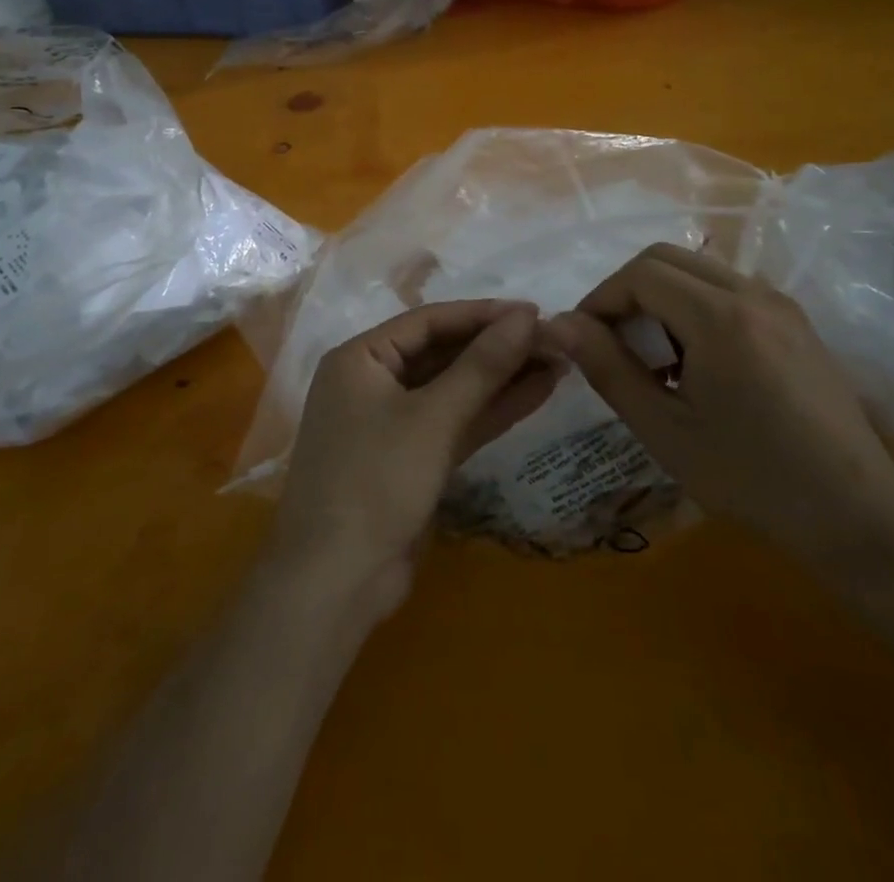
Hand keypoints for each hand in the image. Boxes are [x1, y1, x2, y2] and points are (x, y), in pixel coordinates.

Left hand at [269, 300, 560, 621]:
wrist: (336, 582)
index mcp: (360, 358)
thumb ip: (482, 365)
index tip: (534, 311)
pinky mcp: (412, 458)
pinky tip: (536, 393)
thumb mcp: (433, 418)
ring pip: (454, 389)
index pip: (429, 321)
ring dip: (501, 378)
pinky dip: (491, 410)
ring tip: (557, 362)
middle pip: (443, 353)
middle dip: (497, 348)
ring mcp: (392, 422)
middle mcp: (373, 381)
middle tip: (554, 339)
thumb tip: (526, 316)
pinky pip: (455, 422)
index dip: (483, 315)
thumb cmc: (375, 481)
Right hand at [546, 244, 893, 563]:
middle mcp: (753, 293)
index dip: (601, 298)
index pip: (640, 273)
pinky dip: (695, 306)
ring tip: (653, 357)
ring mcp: (781, 304)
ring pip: (699, 270)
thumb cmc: (752, 478)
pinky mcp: (796, 322)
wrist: (858, 516)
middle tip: (612, 342)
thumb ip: (608, 368)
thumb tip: (559, 324)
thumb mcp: (664, 430)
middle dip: (627, 290)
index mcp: (720, 317)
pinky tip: (697, 362)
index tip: (584, 340)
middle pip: (668, 258)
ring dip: (662, 297)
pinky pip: (729, 290)